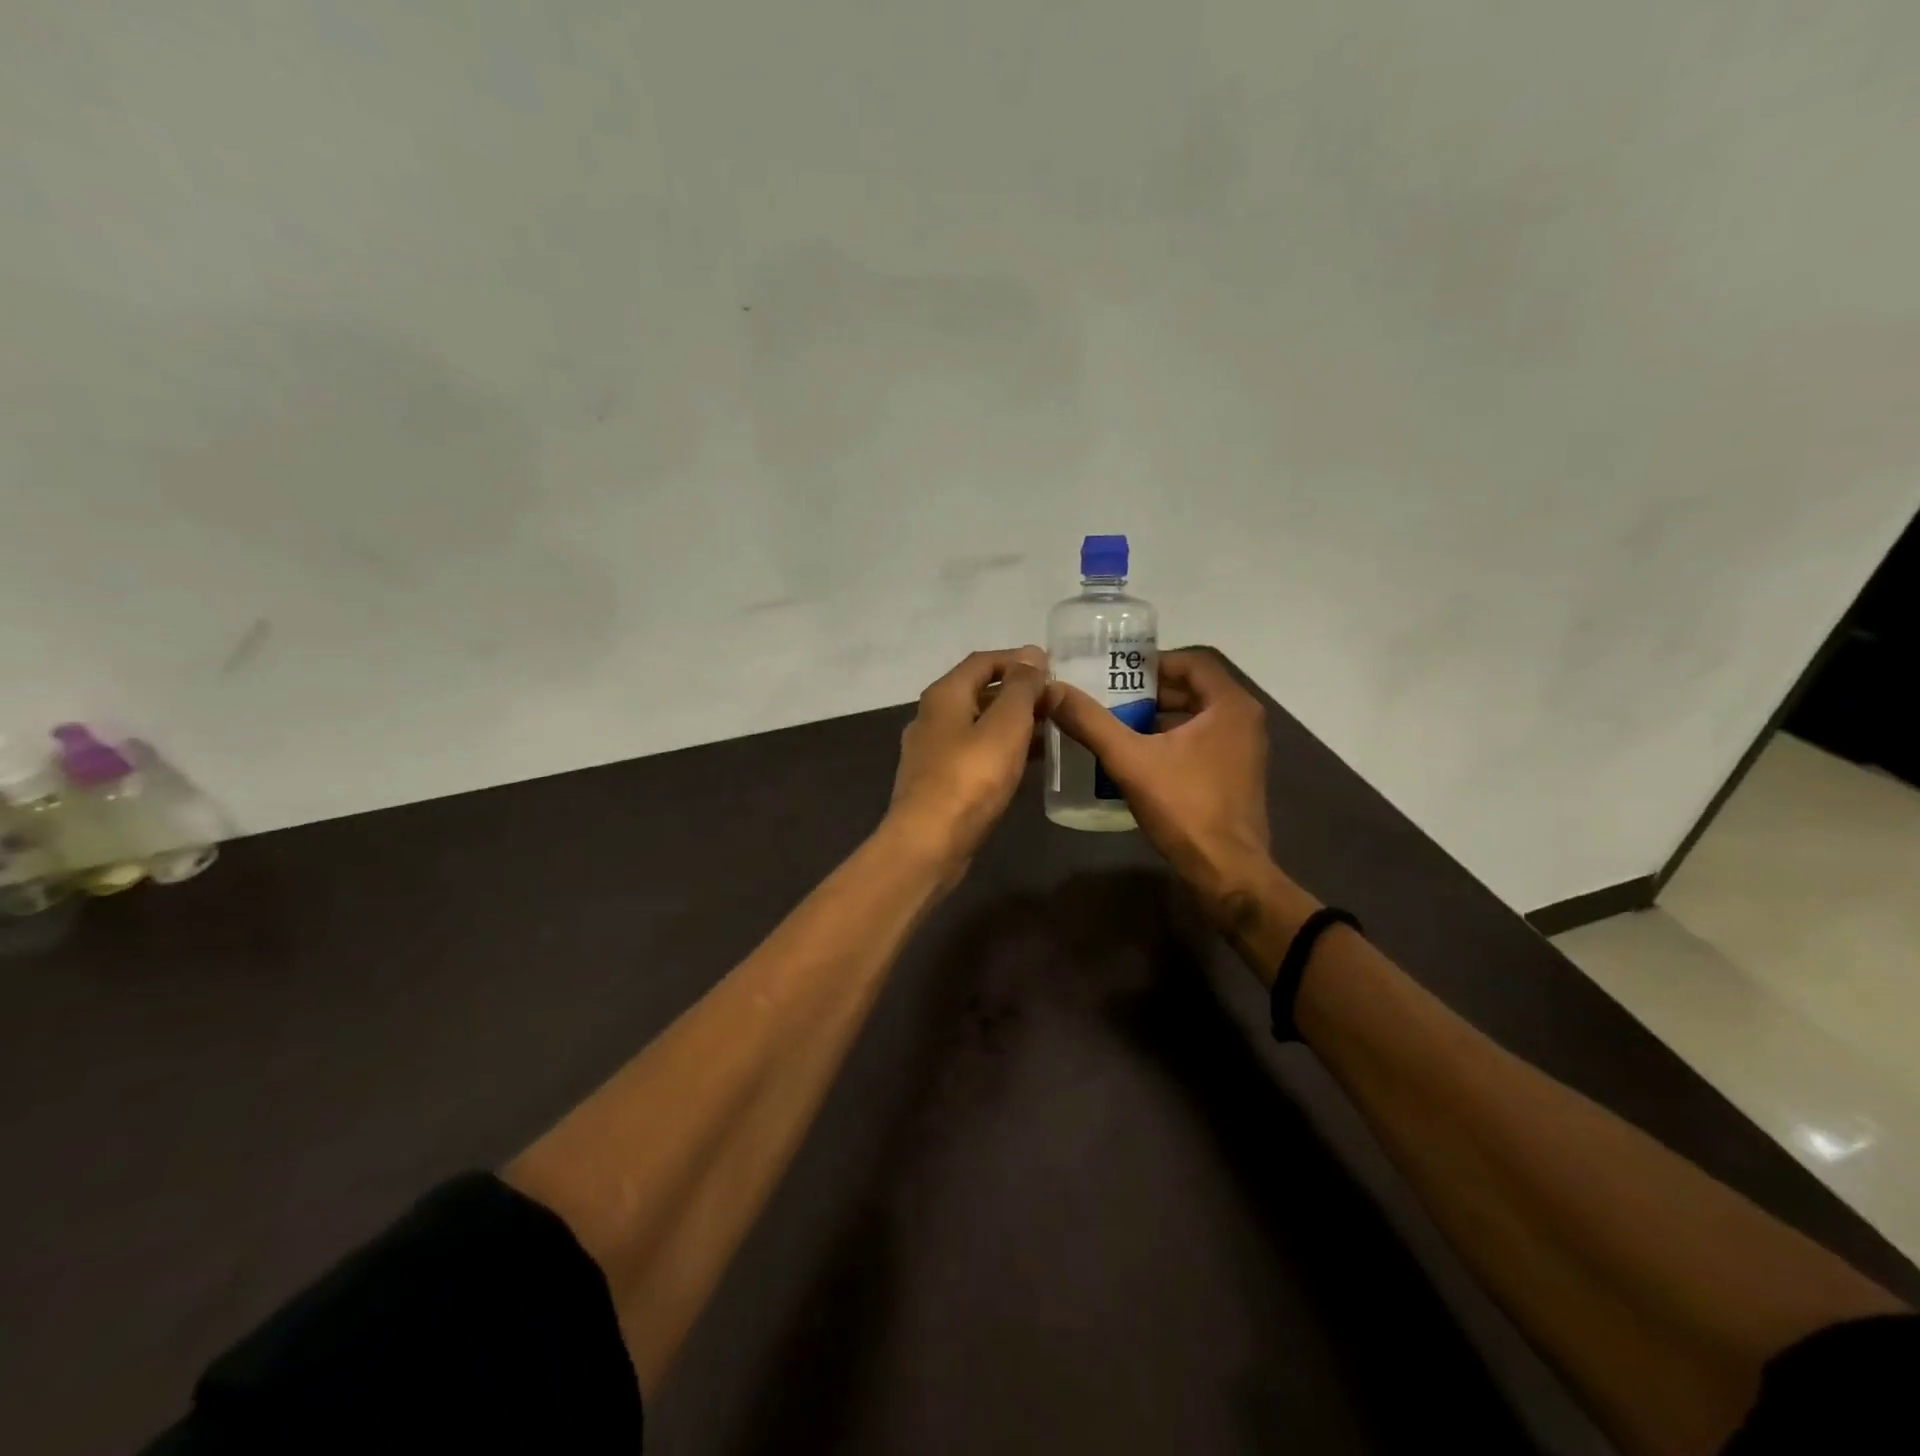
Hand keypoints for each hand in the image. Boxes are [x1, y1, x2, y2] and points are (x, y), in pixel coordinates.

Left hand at [887, 647, 1048, 881]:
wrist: (929, 843)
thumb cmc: (970, 778)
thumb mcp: (1005, 725)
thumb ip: (1021, 688)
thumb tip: (1032, 654)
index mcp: (944, 695)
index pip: (983, 661)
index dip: (1018, 660)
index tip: (1053, 669)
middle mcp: (932, 717)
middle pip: (979, 692)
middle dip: (1018, 693)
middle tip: (1056, 702)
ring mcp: (932, 752)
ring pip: (978, 725)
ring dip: (1013, 724)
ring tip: (1051, 730)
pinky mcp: (938, 782)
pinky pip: (975, 754)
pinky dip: (1002, 750)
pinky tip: (1027, 763)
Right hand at [1046, 650, 1275, 912]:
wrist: (1226, 872)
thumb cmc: (1185, 808)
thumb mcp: (1130, 761)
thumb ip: (1091, 722)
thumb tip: (1052, 690)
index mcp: (1230, 706)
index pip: (1192, 662)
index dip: (1152, 662)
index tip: (1116, 672)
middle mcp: (1244, 720)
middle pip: (1193, 689)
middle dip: (1149, 691)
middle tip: (1108, 697)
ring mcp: (1243, 750)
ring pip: (1195, 717)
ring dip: (1157, 717)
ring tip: (1115, 724)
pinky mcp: (1236, 775)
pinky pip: (1200, 742)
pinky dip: (1170, 740)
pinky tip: (1136, 757)